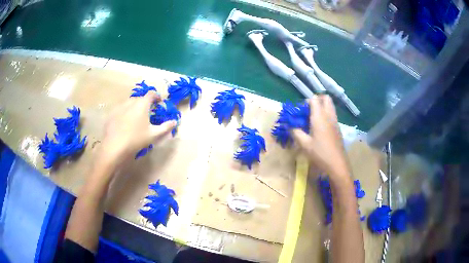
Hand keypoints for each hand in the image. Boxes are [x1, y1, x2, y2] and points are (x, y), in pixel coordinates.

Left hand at [97, 91, 176, 168]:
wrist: (114, 147)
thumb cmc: (136, 139)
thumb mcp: (153, 135)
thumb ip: (165, 127)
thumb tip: (175, 122)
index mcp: (142, 104)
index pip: (151, 94)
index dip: (157, 96)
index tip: (159, 103)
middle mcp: (130, 102)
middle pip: (140, 98)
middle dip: (145, 103)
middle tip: (148, 113)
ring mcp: (119, 107)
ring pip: (129, 103)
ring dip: (134, 107)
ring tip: (136, 118)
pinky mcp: (112, 114)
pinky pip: (121, 109)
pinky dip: (125, 113)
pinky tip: (124, 124)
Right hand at [292, 95, 349, 178]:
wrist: (337, 164)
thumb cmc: (320, 153)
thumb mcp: (304, 144)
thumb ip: (296, 132)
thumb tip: (289, 126)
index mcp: (320, 117)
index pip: (314, 99)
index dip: (306, 102)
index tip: (301, 111)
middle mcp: (329, 116)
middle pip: (326, 99)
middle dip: (317, 100)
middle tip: (309, 110)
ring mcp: (335, 122)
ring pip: (330, 106)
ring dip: (322, 107)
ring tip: (313, 119)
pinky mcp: (338, 129)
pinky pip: (332, 115)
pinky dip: (326, 115)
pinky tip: (320, 128)